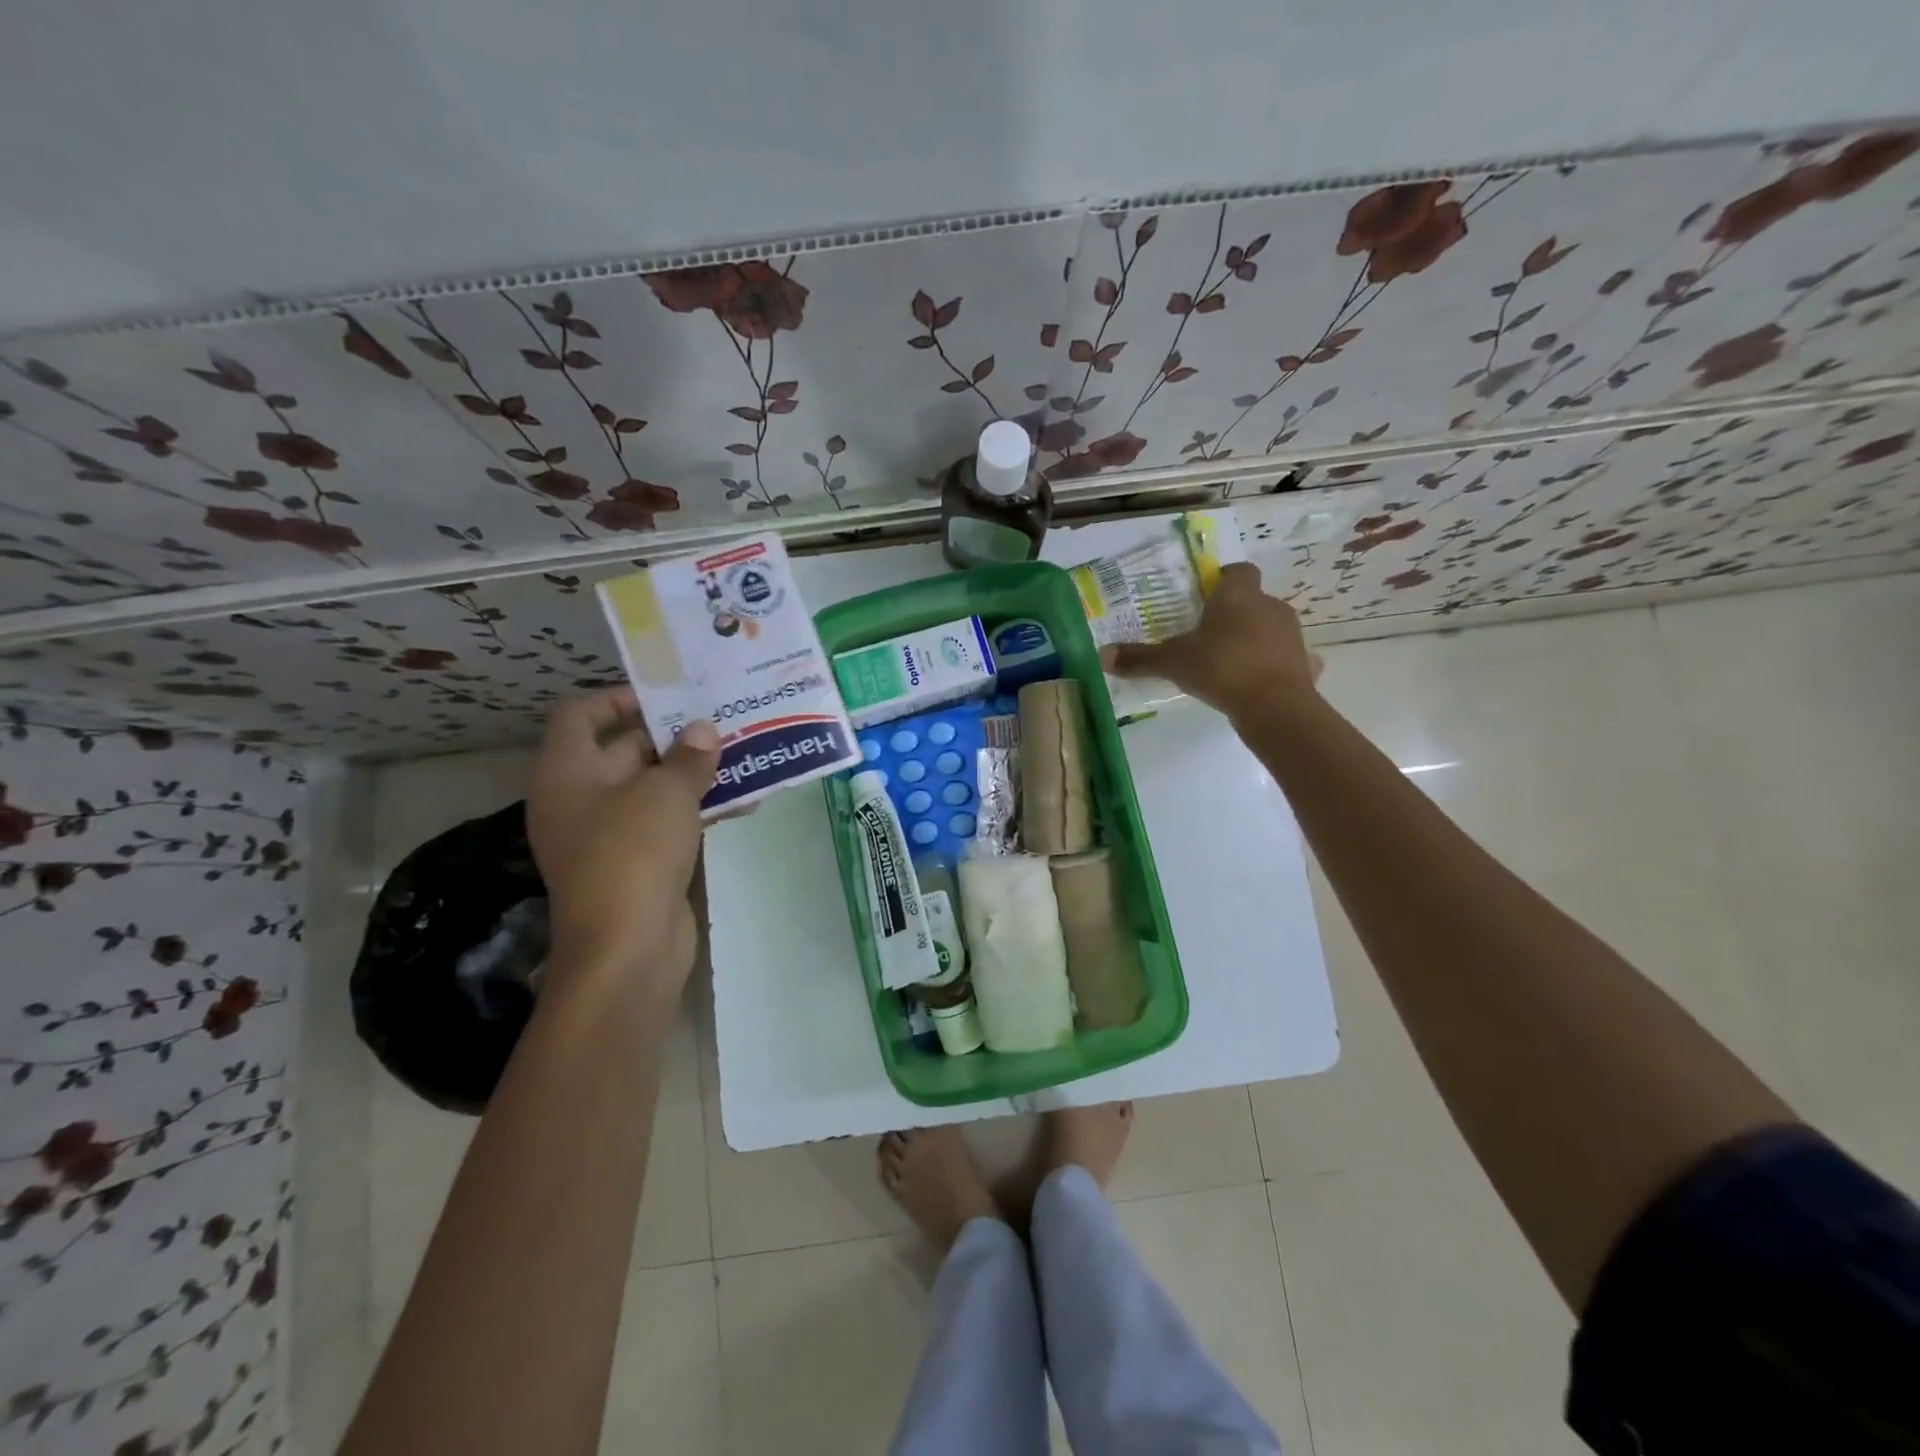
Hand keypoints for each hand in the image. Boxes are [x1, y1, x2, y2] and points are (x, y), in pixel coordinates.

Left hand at [526, 690, 719, 1001]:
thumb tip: (704, 731)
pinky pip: (669, 821)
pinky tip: (746, 801)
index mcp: (568, 772)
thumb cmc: (633, 853)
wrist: (627, 949)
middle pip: (625, 750)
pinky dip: (700, 809)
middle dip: (675, 736)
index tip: (670, 697)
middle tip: (723, 721)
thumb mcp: (666, 793)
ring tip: (744, 755)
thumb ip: (689, 756)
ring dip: (696, 773)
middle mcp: (581, 799)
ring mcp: (609, 834)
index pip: (580, 714)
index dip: (620, 698)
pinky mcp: (638, 862)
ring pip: (654, 788)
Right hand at [1105, 561, 1320, 721]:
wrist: (1274, 705)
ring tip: (1231, 661)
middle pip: (1253, 600)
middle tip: (1209, 634)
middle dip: (1235, 613)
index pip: (1237, 572)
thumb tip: (1102, 655)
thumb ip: (1139, 658)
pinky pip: (1288, 658)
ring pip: (1270, 627)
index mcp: (1238, 597)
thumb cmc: (1220, 668)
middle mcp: (1269, 606)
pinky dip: (1276, 665)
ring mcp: (1291, 634)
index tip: (1208, 594)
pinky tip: (1261, 681)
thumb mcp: (1172, 662)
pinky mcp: (1305, 663)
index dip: (1224, 579)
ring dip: (1255, 638)